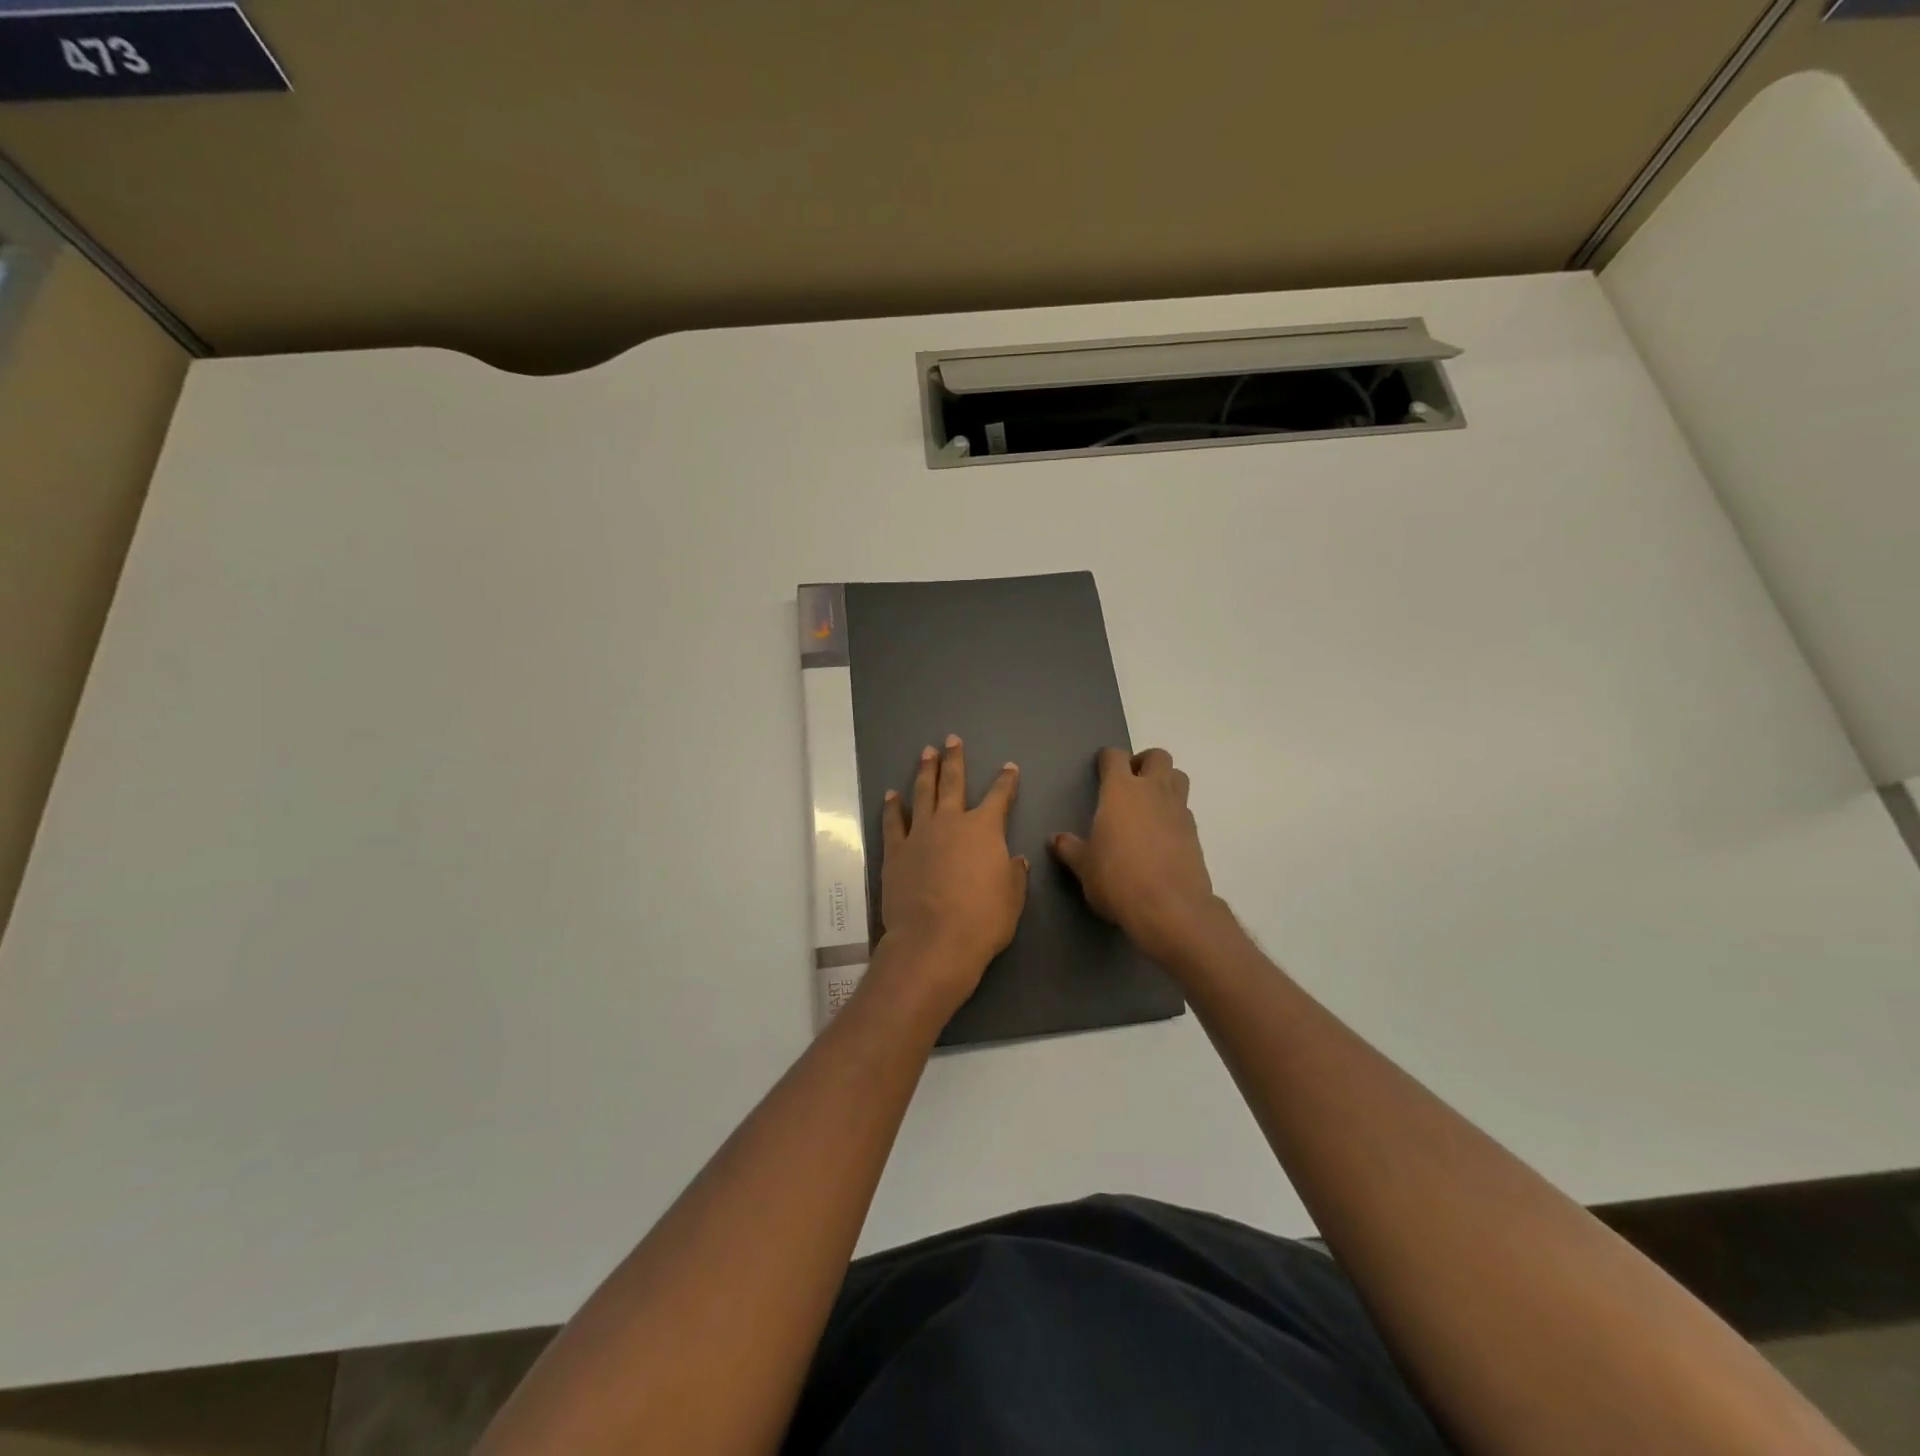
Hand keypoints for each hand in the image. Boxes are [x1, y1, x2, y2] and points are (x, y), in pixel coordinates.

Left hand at [876, 735, 1028, 1015]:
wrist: (934, 941)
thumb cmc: (983, 920)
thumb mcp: (1012, 898)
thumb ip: (1013, 874)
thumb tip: (1014, 859)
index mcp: (985, 830)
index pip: (1000, 797)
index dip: (1006, 781)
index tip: (1009, 767)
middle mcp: (951, 822)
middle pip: (953, 783)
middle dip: (954, 759)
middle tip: (951, 739)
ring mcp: (920, 834)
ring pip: (922, 794)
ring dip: (925, 771)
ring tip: (925, 753)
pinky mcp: (895, 852)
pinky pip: (893, 822)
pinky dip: (893, 807)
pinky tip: (892, 794)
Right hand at [1052, 747, 1222, 963]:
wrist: (1170, 907)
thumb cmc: (1117, 879)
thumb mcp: (1084, 866)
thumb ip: (1069, 848)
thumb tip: (1056, 839)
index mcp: (1120, 791)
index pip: (1115, 757)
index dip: (1107, 759)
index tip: (1100, 769)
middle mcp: (1153, 791)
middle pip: (1158, 756)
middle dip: (1144, 762)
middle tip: (1130, 781)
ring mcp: (1178, 810)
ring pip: (1179, 777)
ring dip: (1165, 781)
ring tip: (1148, 803)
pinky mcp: (1194, 833)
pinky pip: (1184, 809)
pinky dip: (1173, 812)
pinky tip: (1161, 834)